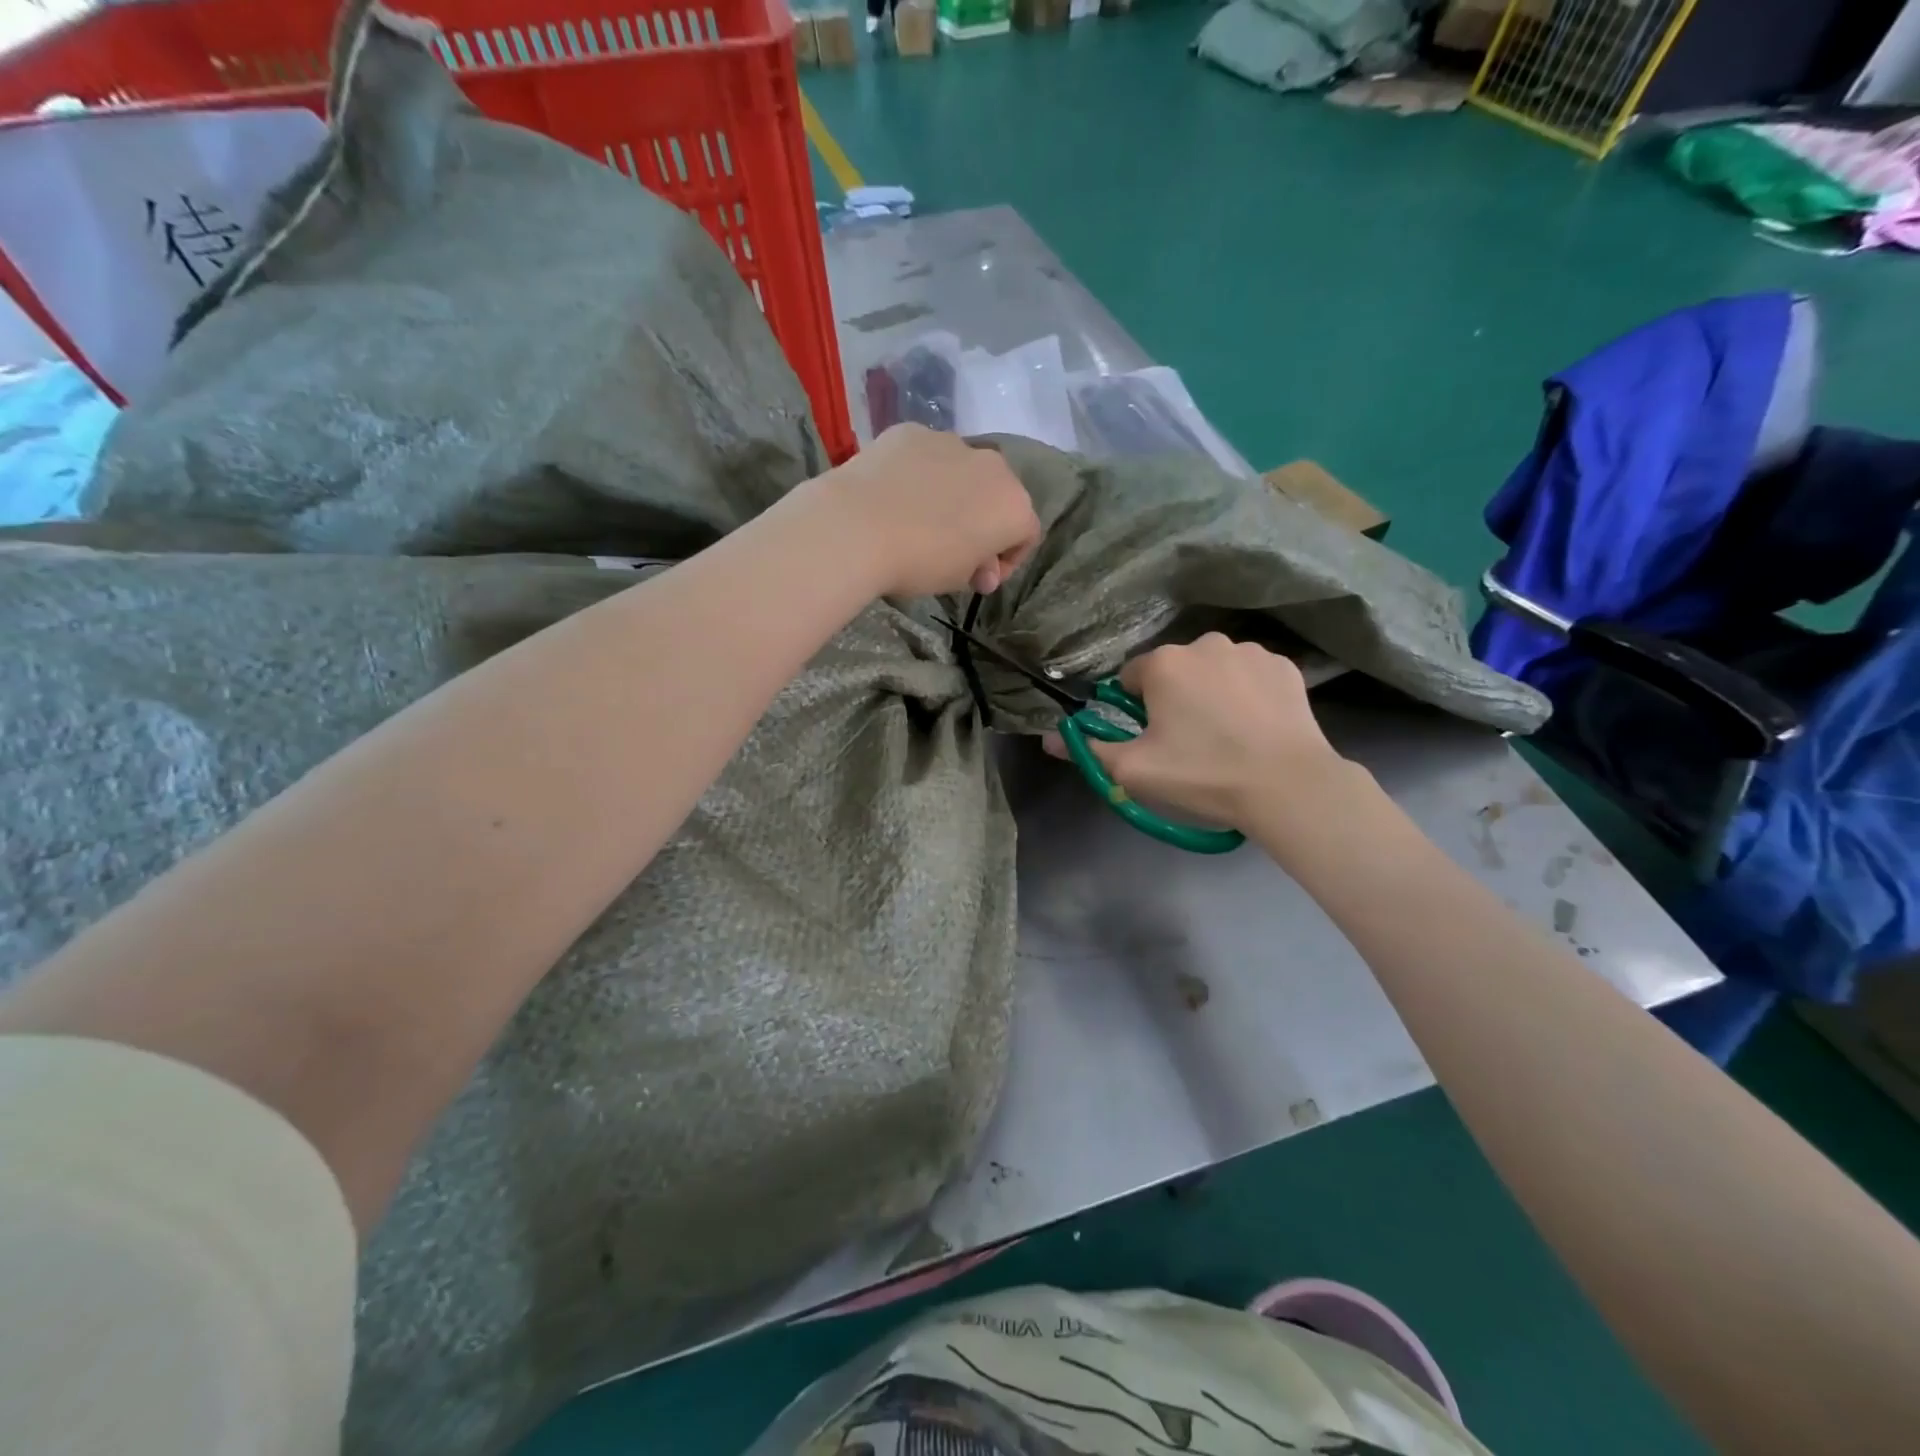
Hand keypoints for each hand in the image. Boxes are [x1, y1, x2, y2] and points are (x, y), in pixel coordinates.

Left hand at [814, 425, 1041, 597]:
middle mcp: (992, 465)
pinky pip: (925, 456)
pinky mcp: (911, 431)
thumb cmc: (920, 561)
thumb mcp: (958, 579)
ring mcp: (951, 441)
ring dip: (952, 494)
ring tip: (920, 519)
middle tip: (954, 550)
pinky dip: (919, 474)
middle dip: (983, 521)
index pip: (1026, 535)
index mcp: (1013, 505)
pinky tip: (894, 496)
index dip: (1007, 560)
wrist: (857, 527)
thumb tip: (982, 569)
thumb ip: (979, 569)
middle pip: (997, 495)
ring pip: (962, 471)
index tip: (981, 578)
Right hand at [1049, 635, 1347, 829]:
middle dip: (1173, 698)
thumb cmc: (1202, 774)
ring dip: (1210, 693)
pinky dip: (1247, 694)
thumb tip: (1049, 740)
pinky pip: (1249, 676)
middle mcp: (1205, 644)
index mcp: (1164, 664)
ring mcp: (1249, 651)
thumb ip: (1088, 750)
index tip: (1152, 739)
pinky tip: (1256, 727)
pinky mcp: (1284, 666)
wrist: (1288, 786)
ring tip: (1227, 736)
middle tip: (1189, 742)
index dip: (1135, 710)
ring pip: (1212, 670)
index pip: (1131, 679)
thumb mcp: (1134, 771)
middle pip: (1173, 671)